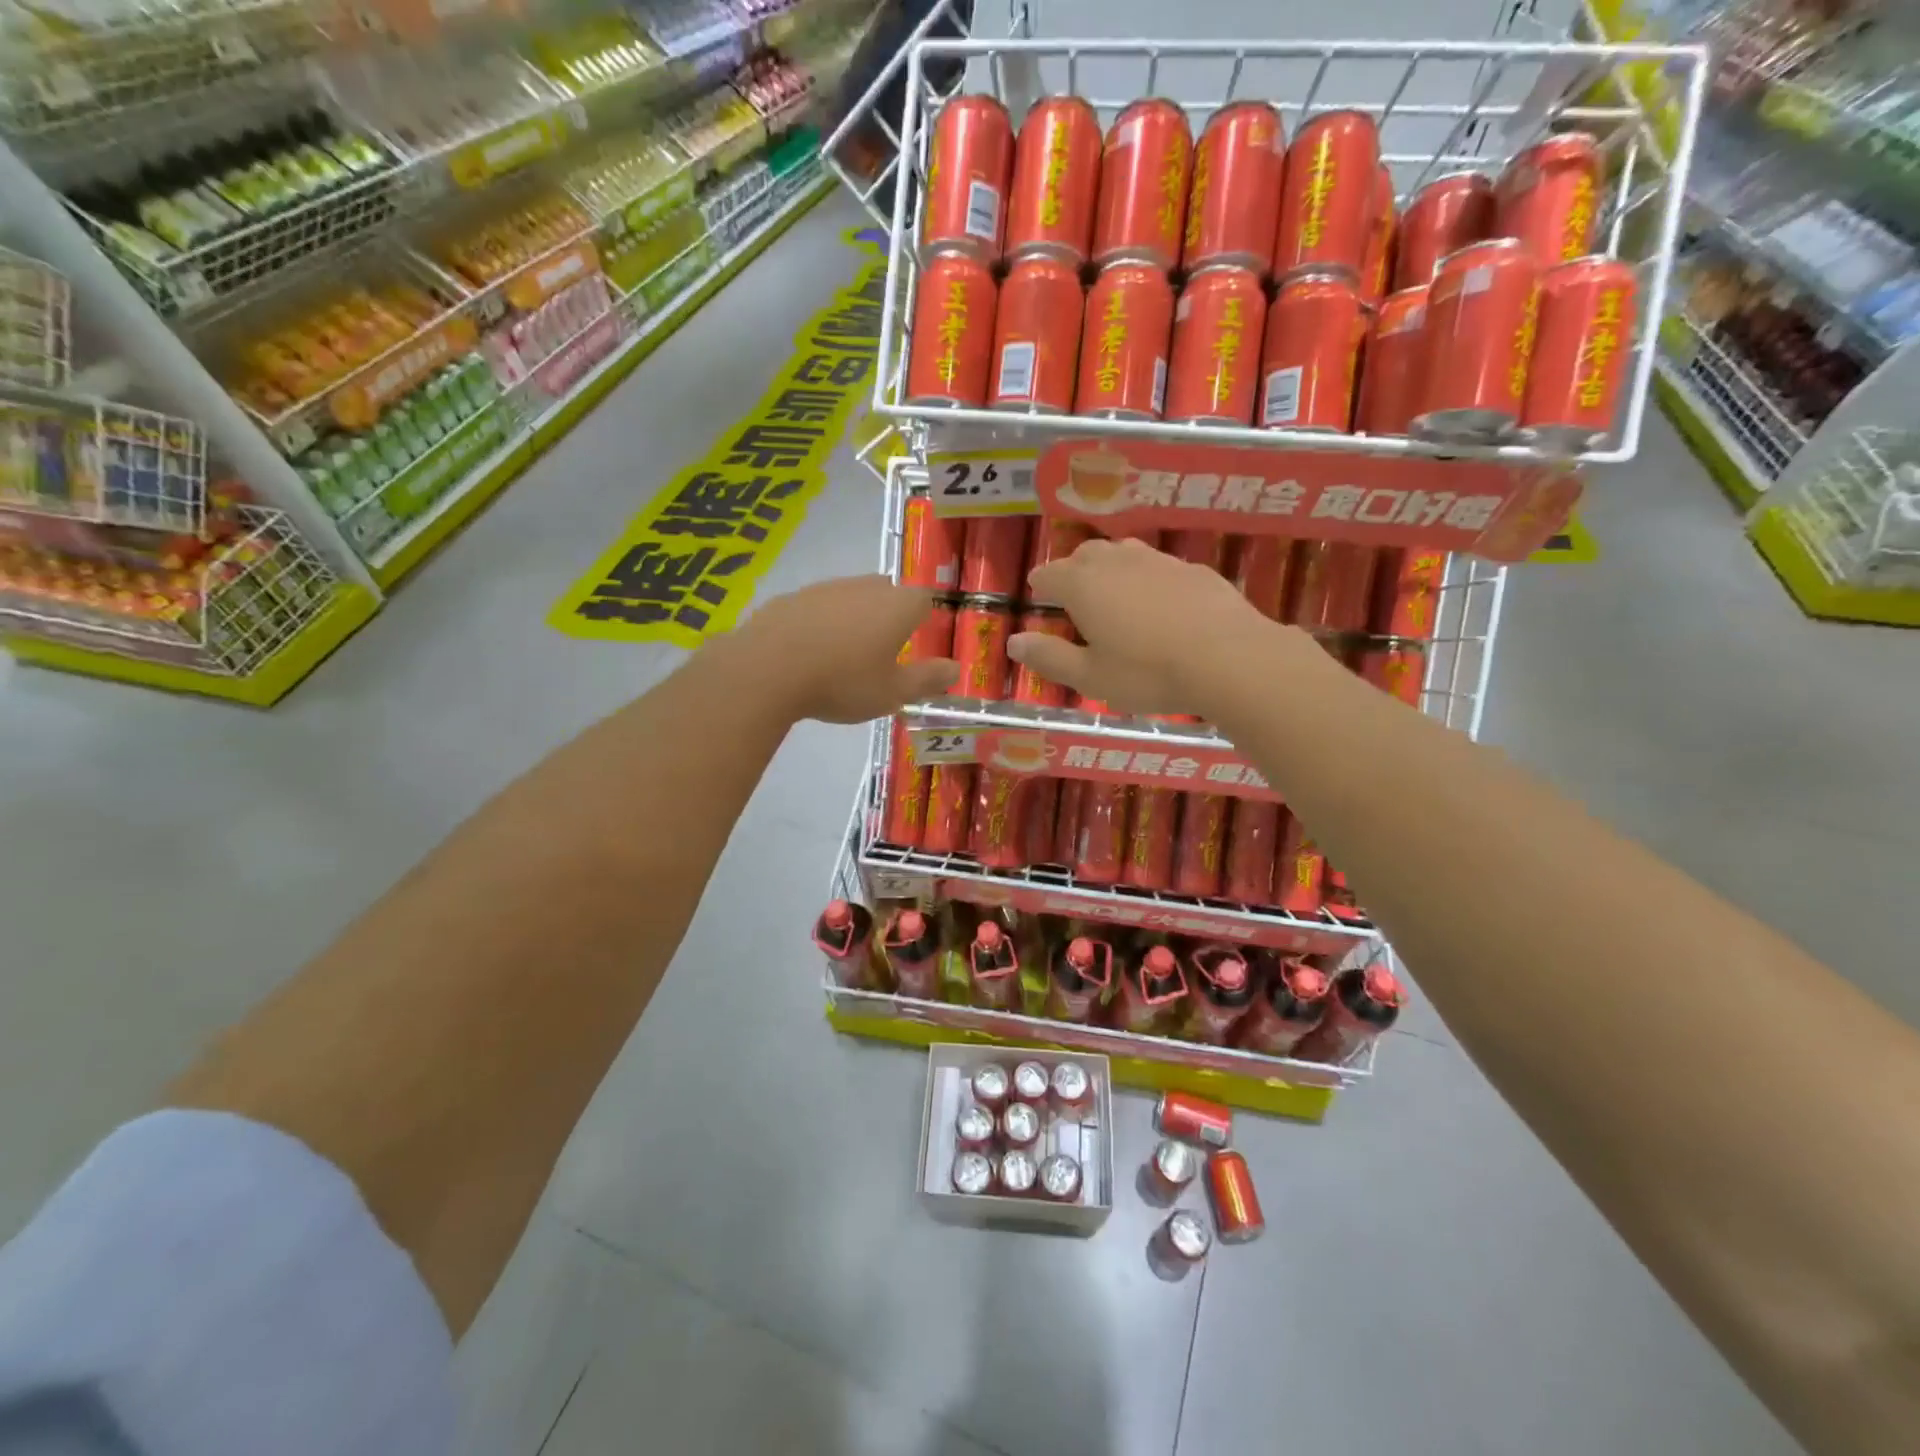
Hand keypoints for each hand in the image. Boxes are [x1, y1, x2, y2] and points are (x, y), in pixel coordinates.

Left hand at [739, 575, 957, 723]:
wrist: (768, 669)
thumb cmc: (843, 682)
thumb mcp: (892, 692)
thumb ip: (927, 679)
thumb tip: (955, 668)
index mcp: (897, 606)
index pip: (924, 599)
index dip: (923, 619)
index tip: (916, 642)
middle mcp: (865, 586)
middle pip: (887, 592)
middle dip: (889, 614)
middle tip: (883, 648)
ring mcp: (825, 588)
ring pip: (850, 596)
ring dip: (853, 617)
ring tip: (844, 653)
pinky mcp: (791, 597)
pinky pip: (817, 607)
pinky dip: (820, 624)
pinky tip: (809, 652)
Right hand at [1009, 538, 1268, 716]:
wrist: (1228, 658)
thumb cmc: (1148, 673)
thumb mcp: (1090, 677)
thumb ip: (1049, 657)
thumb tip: (1014, 641)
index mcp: (1083, 585)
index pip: (1049, 574)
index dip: (1041, 585)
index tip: (1039, 595)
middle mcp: (1117, 562)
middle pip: (1086, 555)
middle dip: (1074, 570)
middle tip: (1074, 594)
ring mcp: (1159, 561)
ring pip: (1124, 553)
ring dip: (1111, 568)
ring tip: (1114, 593)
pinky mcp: (1194, 569)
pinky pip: (1160, 566)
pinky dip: (1149, 579)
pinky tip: (1160, 603)